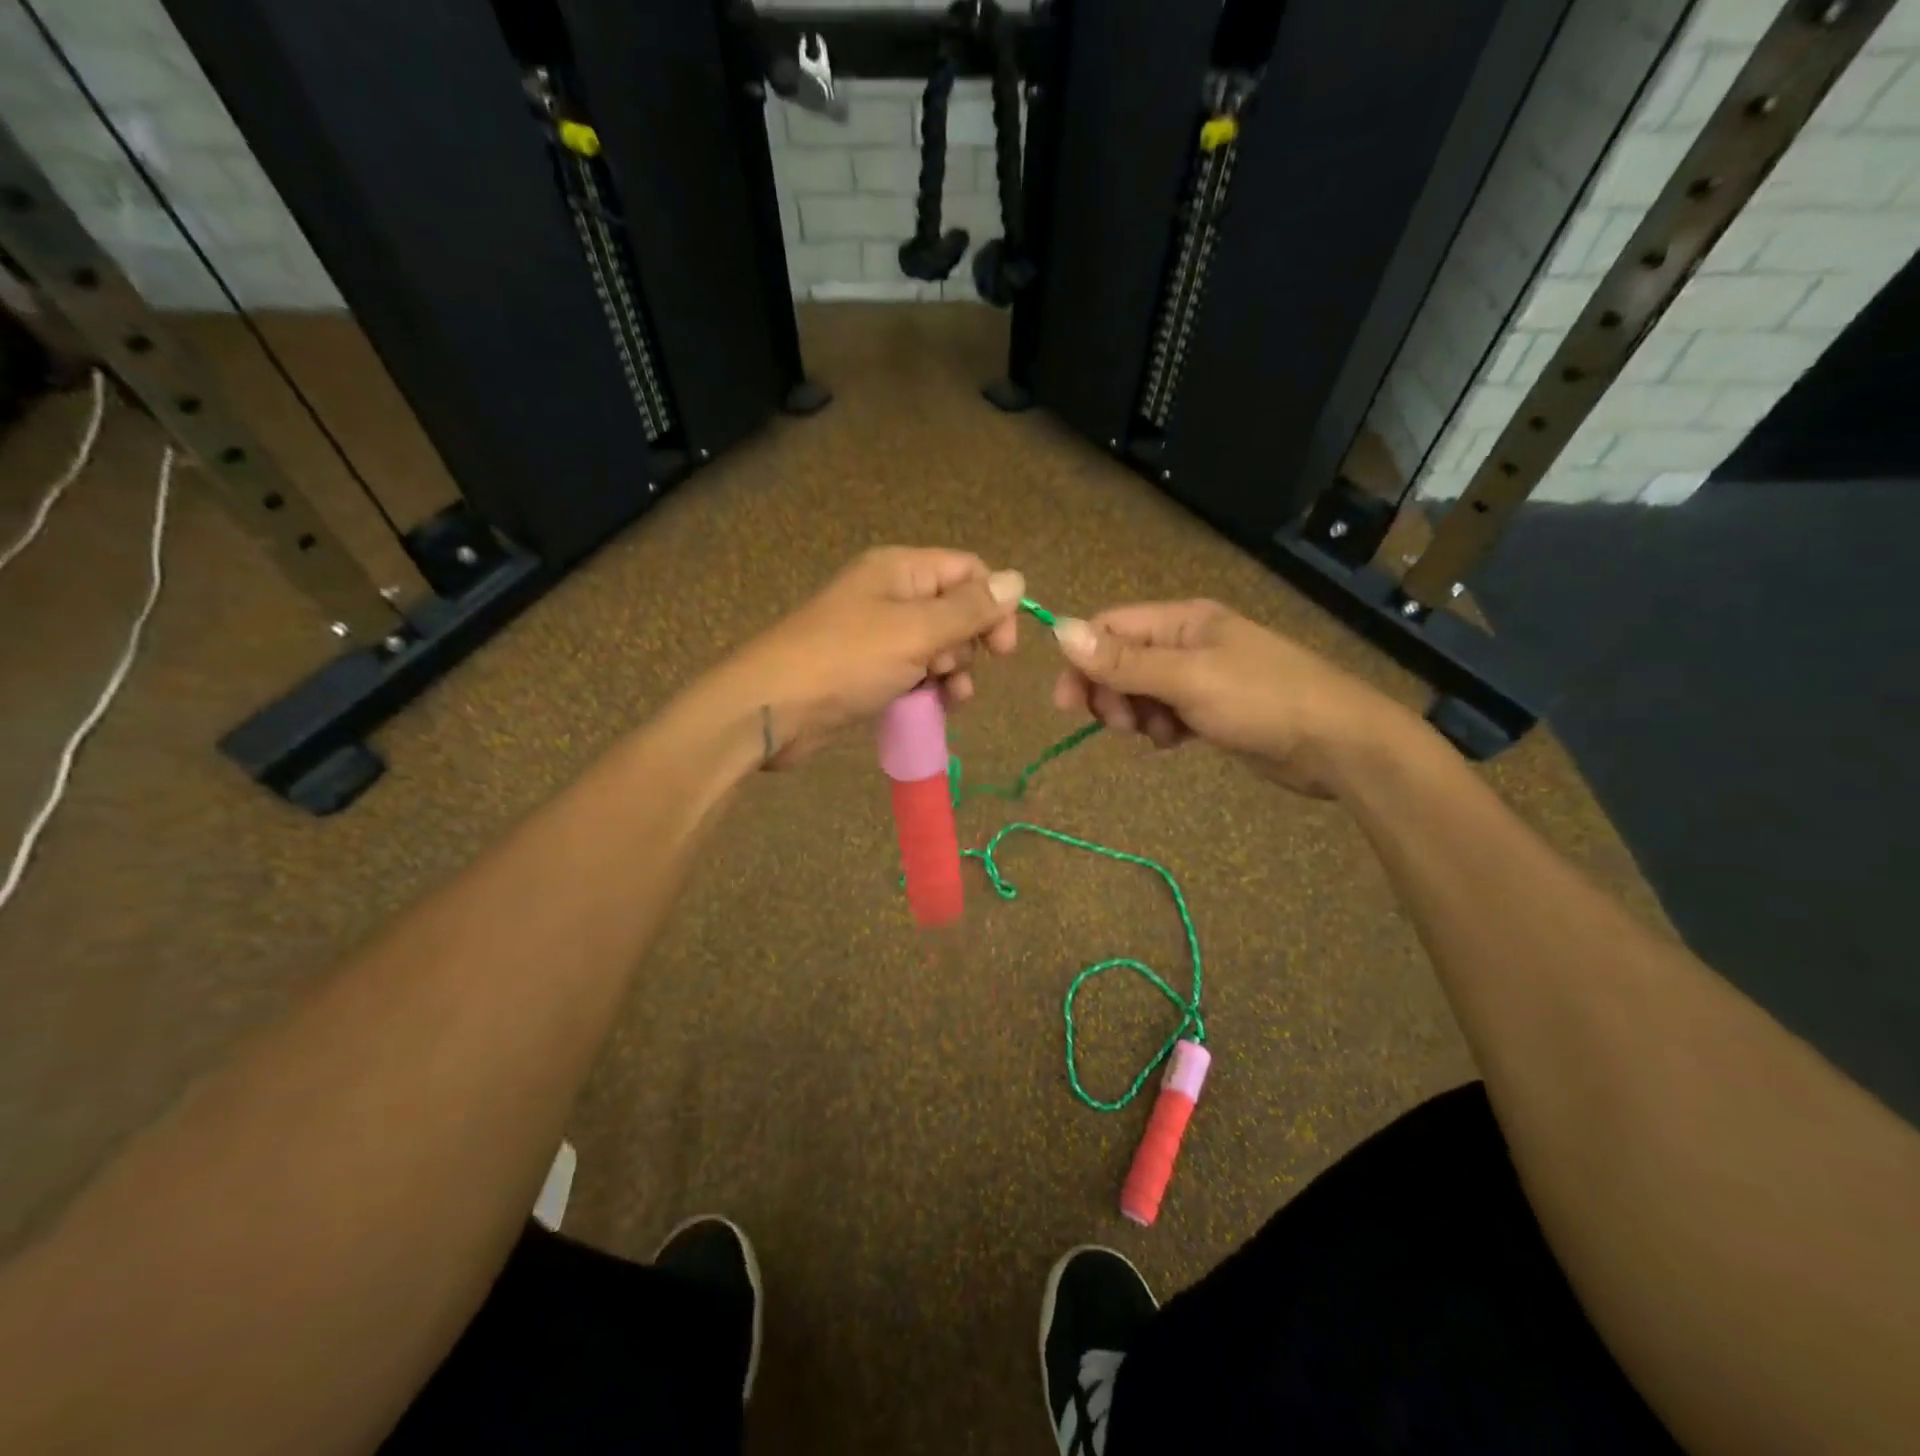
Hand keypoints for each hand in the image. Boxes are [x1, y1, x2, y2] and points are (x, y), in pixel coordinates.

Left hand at [717, 547, 1024, 766]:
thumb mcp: (916, 631)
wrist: (773, 708)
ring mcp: (878, 635)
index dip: (994, 605)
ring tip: (949, 698)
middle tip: (949, 669)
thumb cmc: (847, 660)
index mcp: (900, 570)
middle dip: (967, 645)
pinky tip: (933, 708)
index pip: (968, 572)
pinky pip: (915, 673)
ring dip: (952, 672)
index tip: (1003, 651)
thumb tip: (1018, 580)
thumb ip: (970, 609)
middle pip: (956, 610)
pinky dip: (929, 689)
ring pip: (938, 647)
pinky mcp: (868, 671)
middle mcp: (891, 595)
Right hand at [1049, 600, 1418, 797]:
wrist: (1336, 744)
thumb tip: (1059, 630)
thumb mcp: (1187, 678)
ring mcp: (1200, 676)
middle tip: (1121, 725)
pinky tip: (1176, 742)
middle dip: (1111, 693)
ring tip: (1159, 735)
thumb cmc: (1261, 700)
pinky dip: (1160, 728)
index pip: (1110, 627)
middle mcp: (1187, 641)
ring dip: (1136, 715)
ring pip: (1140, 691)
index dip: (1082, 660)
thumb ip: (1123, 660)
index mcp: (1182, 620)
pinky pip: (1164, 713)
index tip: (1068, 703)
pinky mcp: (1211, 708)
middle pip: (1120, 661)